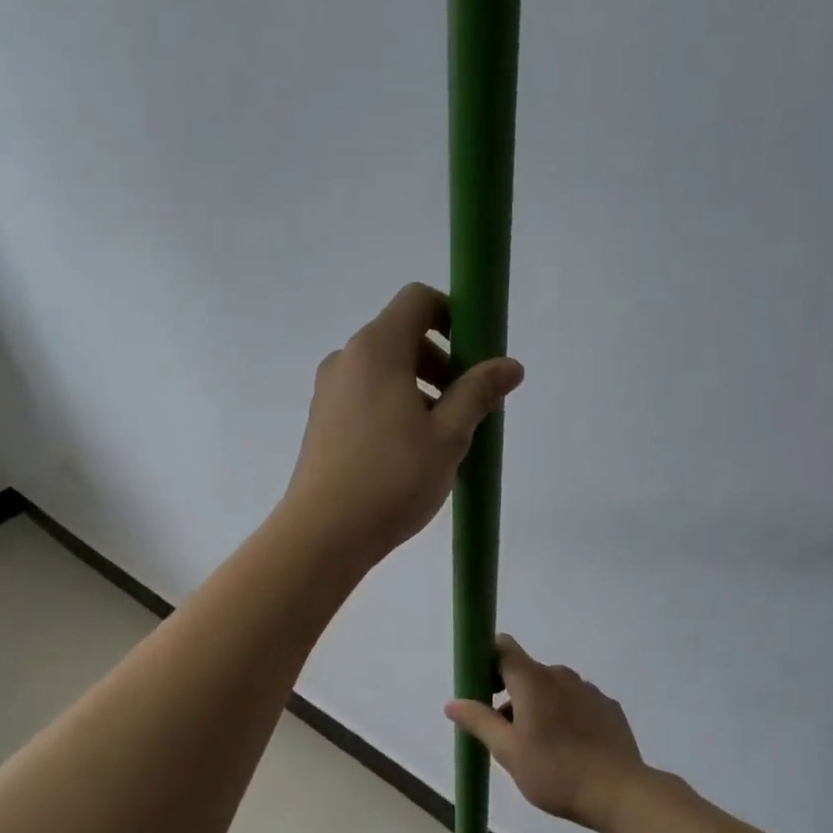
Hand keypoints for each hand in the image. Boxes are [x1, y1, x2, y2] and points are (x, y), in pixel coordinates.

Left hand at [283, 283, 523, 563]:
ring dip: (420, 388)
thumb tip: (510, 365)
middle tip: (466, 406)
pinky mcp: (322, 420)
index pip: (417, 300)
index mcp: (377, 348)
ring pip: (385, 370)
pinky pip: (366, 395)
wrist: (324, 532)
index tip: (476, 355)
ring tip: (441, 437)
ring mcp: (329, 390)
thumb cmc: (393, 478)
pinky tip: (408, 453)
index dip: (453, 315)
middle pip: (402, 335)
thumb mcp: (449, 435)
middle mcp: (347, 359)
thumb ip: (479, 392)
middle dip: (442, 361)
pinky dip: (394, 406)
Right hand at [445, 635, 648, 829]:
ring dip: (538, 707)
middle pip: (526, 672)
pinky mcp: (608, 708)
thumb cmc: (555, 771)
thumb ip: (479, 721)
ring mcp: (589, 690)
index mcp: (532, 680)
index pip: (503, 647)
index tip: (481, 690)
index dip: (486, 661)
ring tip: (540, 749)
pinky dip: (565, 716)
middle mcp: (561, 675)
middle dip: (511, 696)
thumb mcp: (508, 751)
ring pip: (552, 689)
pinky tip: (570, 749)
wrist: (620, 793)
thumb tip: (453, 703)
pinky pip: (576, 702)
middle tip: (507, 735)